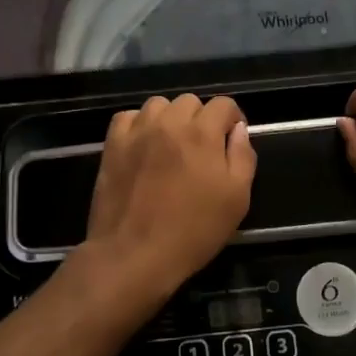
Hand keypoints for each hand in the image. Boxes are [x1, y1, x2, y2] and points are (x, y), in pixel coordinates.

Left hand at [81, 94, 256, 313]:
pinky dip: (138, 125)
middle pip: (190, 101)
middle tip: (201, 149)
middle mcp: (169, 123)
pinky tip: (143, 146)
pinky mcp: (112, 145)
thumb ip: (242, 157)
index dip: (232, 119)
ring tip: (171, 145)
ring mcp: (137, 132)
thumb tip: (238, 130)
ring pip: (158, 105)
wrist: (134, 254)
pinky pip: (127, 117)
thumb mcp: (236, 200)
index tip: (231, 140)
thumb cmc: (193, 231)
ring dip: (169, 119)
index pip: (223, 104)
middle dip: (201, 119)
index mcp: (202, 133)